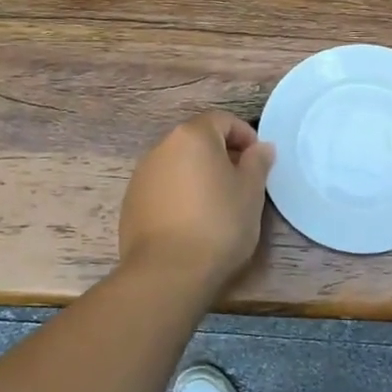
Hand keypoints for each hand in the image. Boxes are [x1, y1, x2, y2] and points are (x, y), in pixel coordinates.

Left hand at [119, 111, 275, 290]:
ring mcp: (142, 175)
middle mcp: (162, 147)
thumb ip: (257, 162)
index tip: (258, 162)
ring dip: (199, 175)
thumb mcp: (251, 192)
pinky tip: (191, 222)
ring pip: (178, 165)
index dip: (245, 136)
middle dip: (221, 155)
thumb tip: (261, 147)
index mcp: (192, 136)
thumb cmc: (219, 224)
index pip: (222, 120)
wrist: (168, 271)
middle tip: (242, 183)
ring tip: (217, 205)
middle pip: (198, 140)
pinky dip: (180, 195)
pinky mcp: (131, 202)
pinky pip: (163, 188)